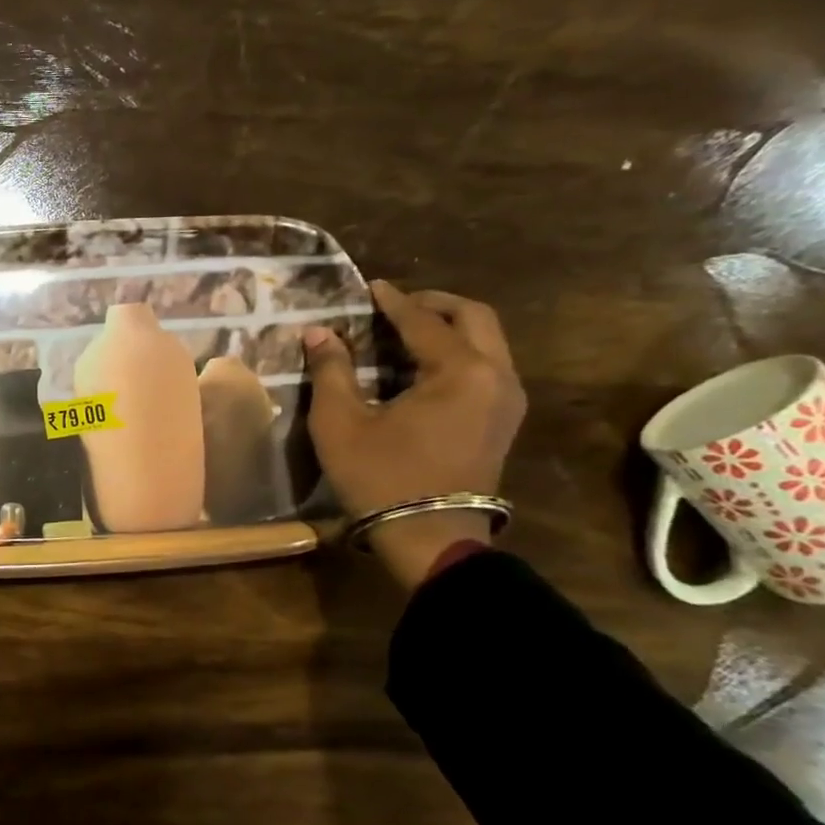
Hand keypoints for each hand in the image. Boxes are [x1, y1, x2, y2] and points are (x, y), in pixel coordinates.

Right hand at [303, 281, 526, 589]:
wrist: (429, 537)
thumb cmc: (381, 476)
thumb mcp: (341, 422)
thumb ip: (331, 370)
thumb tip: (318, 333)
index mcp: (460, 372)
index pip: (424, 321)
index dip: (394, 302)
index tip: (370, 286)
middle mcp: (496, 376)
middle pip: (474, 318)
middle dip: (434, 304)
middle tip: (396, 304)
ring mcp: (507, 400)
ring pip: (487, 341)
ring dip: (450, 327)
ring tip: (406, 331)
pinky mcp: (503, 421)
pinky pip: (486, 366)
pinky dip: (458, 352)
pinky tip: (422, 365)